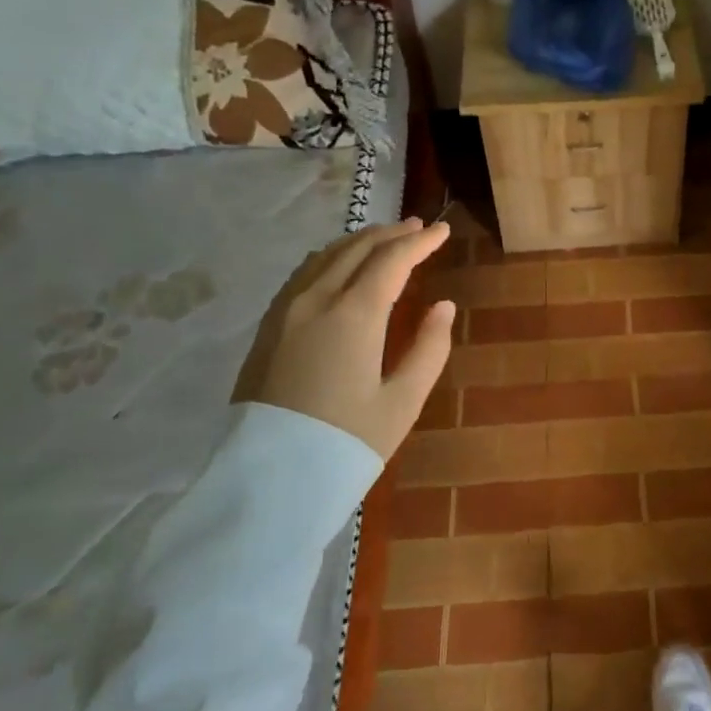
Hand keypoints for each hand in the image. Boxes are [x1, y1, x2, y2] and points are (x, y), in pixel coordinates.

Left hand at [253, 219, 455, 458]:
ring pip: (326, 257)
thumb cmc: (347, 443)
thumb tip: (442, 307)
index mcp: (353, 315)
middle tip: (419, 228)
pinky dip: (331, 259)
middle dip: (391, 234)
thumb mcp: (402, 402)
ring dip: (360, 242)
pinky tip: (339, 266)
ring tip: (385, 240)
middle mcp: (315, 301)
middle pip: (356, 249)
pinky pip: (303, 274)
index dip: (420, 243)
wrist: (269, 482)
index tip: (443, 231)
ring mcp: (285, 312)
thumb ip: (429, 348)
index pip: (391, 261)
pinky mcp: (268, 328)